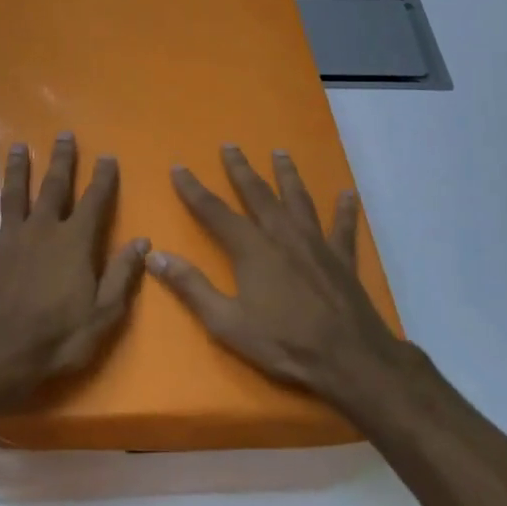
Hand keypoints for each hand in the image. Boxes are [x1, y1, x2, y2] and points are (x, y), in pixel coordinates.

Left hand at [0, 133, 150, 407]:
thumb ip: (121, 274)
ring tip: (16, 146)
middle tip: (63, 135)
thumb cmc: (57, 338)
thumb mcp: (103, 314)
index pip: (94, 202)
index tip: (107, 156)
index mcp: (73, 243)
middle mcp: (40, 231)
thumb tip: (142, 241)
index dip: (102, 178)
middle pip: (53, 188)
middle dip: (60, 160)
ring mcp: (6, 241)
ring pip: (11, 197)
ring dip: (14, 171)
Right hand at [147, 145, 405, 408]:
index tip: (178, 167)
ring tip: (280, 153)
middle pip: (258, 194)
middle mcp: (282, 235)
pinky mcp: (342, 259)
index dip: (193, 189)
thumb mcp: (227, 323)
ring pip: (299, 199)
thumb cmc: (284, 343)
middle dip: (240, 169)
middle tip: (230, 146)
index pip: (214, 211)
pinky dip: (345, 210)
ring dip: (287, 175)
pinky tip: (348, 194)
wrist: (350, 359)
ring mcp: (316, 244)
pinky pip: (343, 228)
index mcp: (252, 249)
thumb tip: (156, 256)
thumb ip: (191, 287)